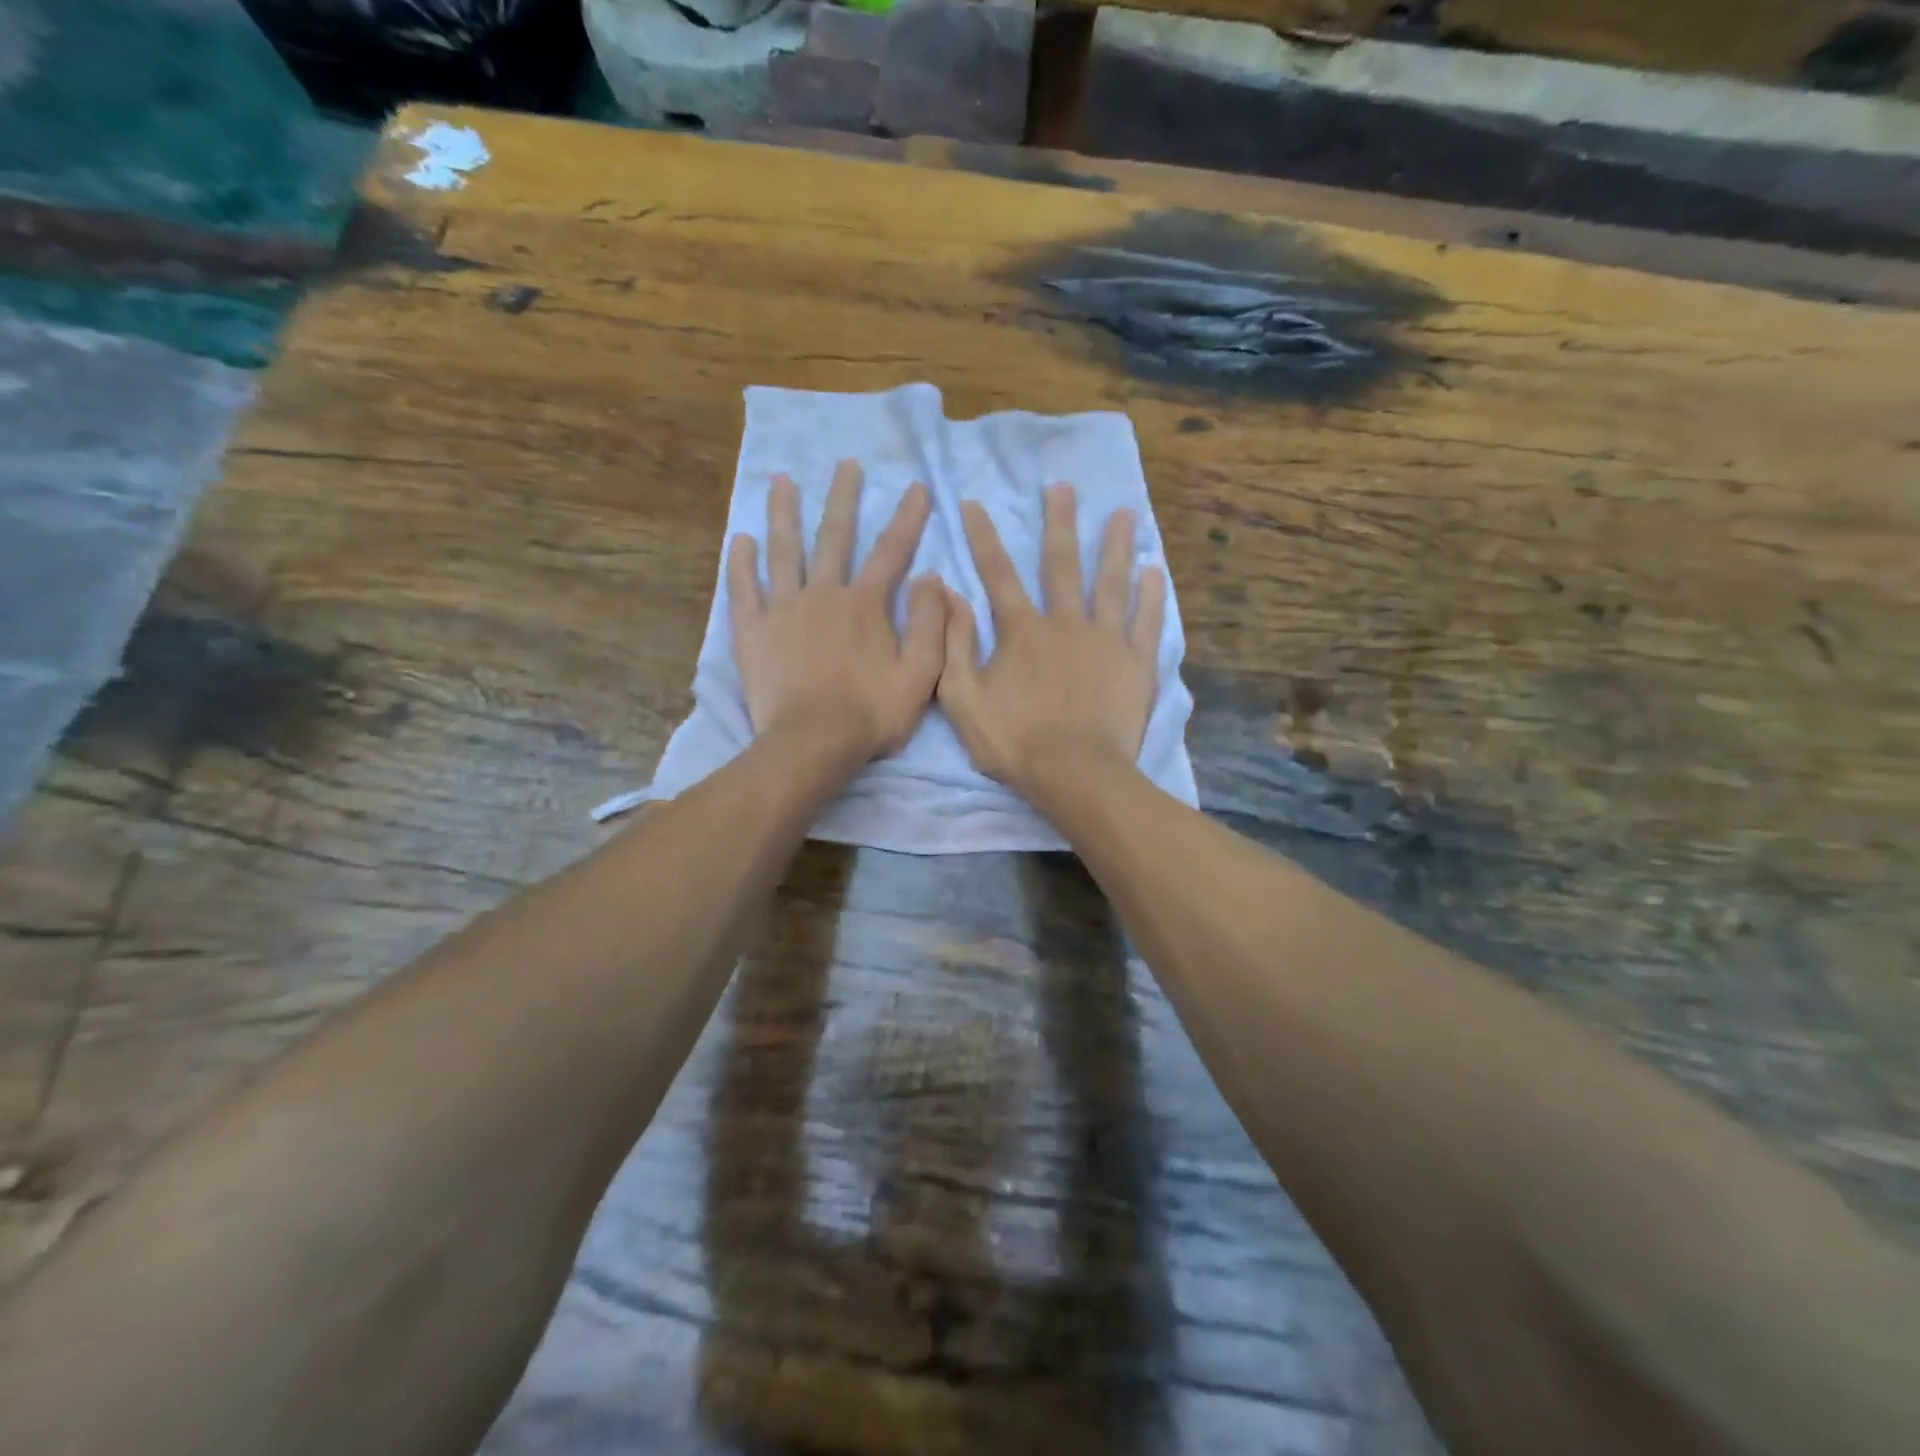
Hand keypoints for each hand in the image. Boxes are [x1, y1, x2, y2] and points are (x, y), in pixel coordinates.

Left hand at [729, 460, 945, 769]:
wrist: (812, 743)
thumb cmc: (871, 714)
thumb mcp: (921, 674)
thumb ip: (931, 624)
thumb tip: (933, 578)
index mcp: (866, 604)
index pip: (892, 551)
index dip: (907, 518)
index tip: (917, 487)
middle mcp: (823, 594)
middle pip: (834, 536)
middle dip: (842, 497)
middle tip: (844, 463)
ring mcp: (783, 609)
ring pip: (783, 550)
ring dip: (783, 513)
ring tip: (780, 481)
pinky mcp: (753, 631)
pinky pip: (744, 589)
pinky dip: (741, 563)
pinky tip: (740, 539)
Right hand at [939, 481, 1164, 798]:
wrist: (1075, 773)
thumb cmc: (1014, 741)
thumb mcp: (963, 698)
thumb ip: (954, 645)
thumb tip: (949, 595)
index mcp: (1022, 631)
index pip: (998, 574)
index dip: (983, 538)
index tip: (975, 503)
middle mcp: (1066, 623)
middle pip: (1062, 564)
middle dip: (1059, 523)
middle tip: (1063, 487)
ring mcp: (1106, 640)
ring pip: (1111, 583)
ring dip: (1115, 546)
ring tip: (1124, 513)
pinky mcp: (1136, 663)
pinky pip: (1146, 621)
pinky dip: (1151, 596)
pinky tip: (1154, 571)